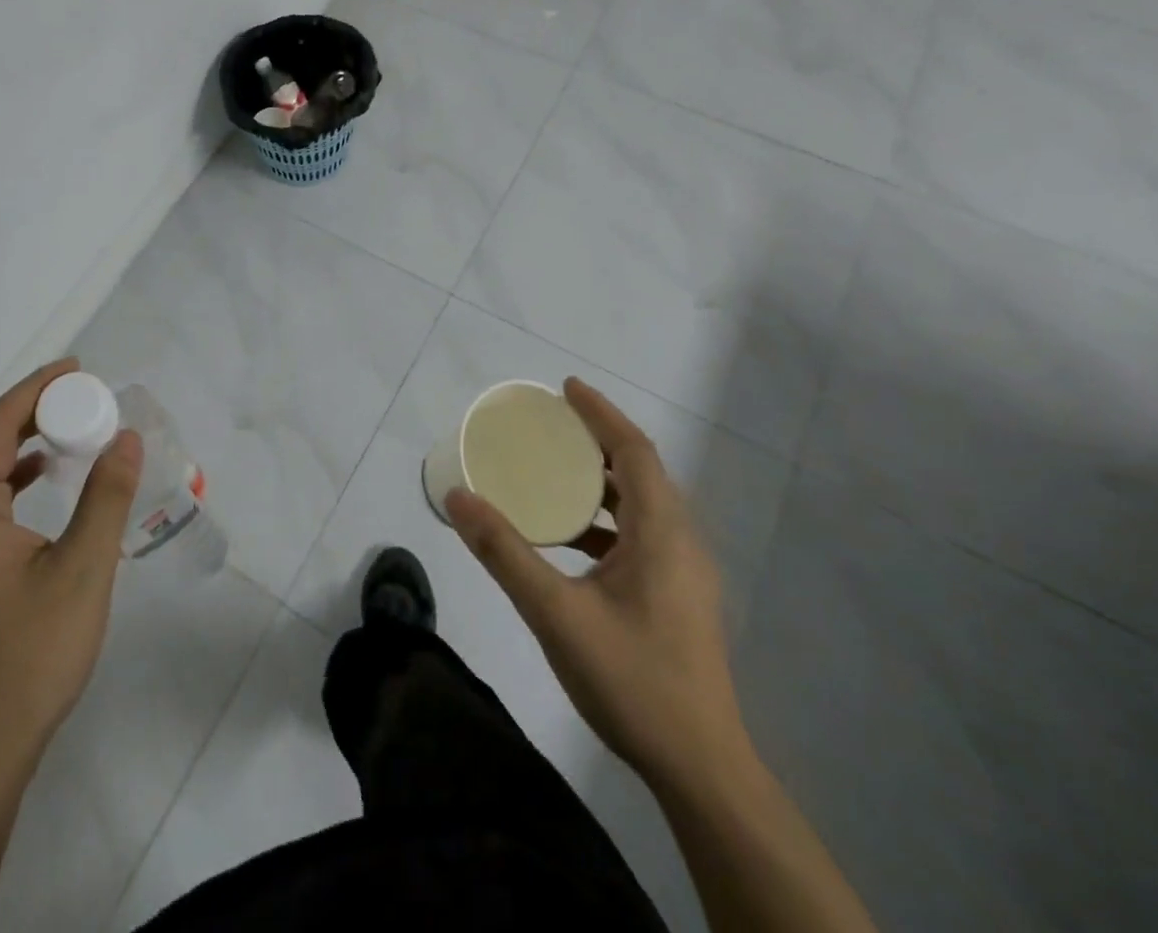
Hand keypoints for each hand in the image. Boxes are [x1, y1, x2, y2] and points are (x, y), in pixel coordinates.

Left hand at [0, 357, 141, 778]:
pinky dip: (17, 473)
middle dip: (30, 408)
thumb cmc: (33, 655)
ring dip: (23, 438)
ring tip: (70, 424)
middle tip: (81, 393)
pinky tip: (46, 475)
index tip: (75, 369)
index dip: (32, 389)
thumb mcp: (83, 570)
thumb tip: (126, 437)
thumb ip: (106, 497)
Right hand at [445, 378, 751, 794]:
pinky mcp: (677, 597)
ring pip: (643, 504)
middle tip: (551, 425)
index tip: (566, 388)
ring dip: (602, 480)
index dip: (601, 413)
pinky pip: (641, 534)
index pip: (635, 451)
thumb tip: (458, 497)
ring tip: (554, 471)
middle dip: (598, 440)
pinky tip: (569, 538)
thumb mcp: (555, 613)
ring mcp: (683, 573)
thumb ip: (504, 552)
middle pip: (641, 471)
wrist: (700, 769)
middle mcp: (680, 542)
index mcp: (662, 533)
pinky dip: (605, 518)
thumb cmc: (632, 680)